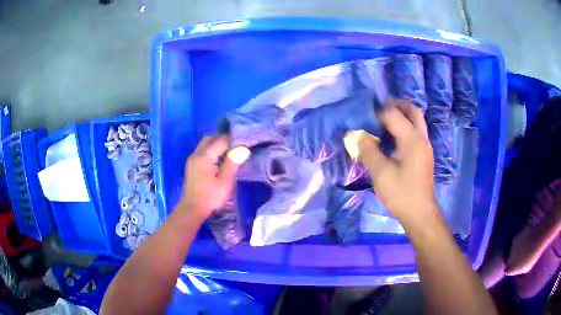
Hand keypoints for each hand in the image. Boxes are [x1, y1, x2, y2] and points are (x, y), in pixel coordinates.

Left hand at [179, 135, 249, 221]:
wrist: (192, 209)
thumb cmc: (210, 197)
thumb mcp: (225, 181)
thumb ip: (232, 163)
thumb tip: (243, 149)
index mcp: (204, 157)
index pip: (220, 141)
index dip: (233, 141)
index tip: (243, 144)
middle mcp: (196, 154)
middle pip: (210, 138)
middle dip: (223, 139)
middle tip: (236, 146)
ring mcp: (192, 159)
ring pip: (205, 144)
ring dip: (216, 144)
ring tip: (230, 152)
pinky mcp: (191, 165)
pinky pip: (202, 151)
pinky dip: (211, 150)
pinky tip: (219, 159)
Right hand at [351, 100, 438, 226]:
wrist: (420, 213)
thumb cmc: (401, 194)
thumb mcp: (380, 173)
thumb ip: (368, 151)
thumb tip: (358, 136)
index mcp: (411, 139)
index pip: (394, 114)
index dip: (378, 113)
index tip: (365, 119)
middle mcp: (421, 138)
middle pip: (412, 110)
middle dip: (396, 105)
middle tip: (380, 109)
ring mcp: (425, 146)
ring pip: (416, 120)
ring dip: (402, 115)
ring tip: (384, 122)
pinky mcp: (425, 154)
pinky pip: (416, 131)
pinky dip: (405, 126)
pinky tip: (393, 139)